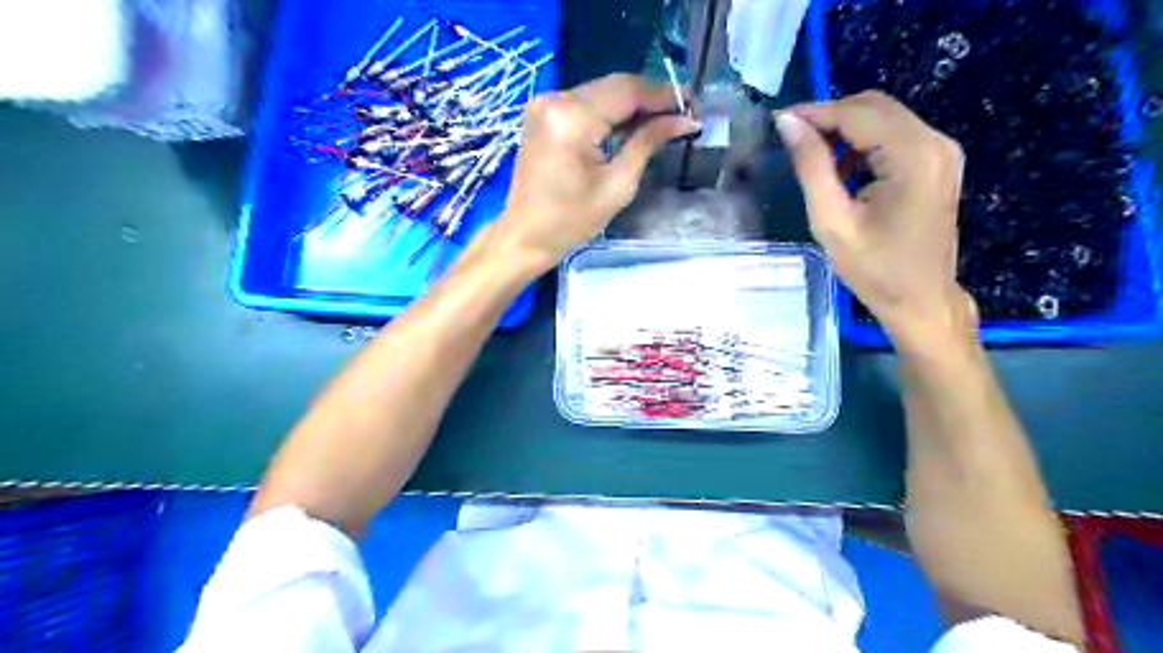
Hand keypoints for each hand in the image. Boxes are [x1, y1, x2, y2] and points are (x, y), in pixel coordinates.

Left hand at [490, 75, 698, 272]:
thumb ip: (648, 143)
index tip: (693, 108)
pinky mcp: (542, 113)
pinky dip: (610, 112)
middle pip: (615, 86)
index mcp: (572, 118)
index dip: (664, 95)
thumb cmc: (571, 221)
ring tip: (662, 123)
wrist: (524, 235)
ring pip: (601, 92)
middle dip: (651, 99)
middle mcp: (555, 99)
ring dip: (632, 106)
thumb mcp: (617, 185)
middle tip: (682, 116)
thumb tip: (683, 120)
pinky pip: (585, 103)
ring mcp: (545, 103)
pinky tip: (630, 127)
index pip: (628, 90)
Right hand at [775, 89, 973, 345]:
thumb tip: (788, 123)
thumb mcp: (832, 221)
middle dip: (830, 116)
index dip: (815, 112)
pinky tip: (842, 169)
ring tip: (812, 156)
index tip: (779, 122)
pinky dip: (864, 143)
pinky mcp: (938, 163)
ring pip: (885, 118)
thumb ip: (811, 167)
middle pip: (875, 107)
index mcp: (913, 156)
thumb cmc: (874, 269)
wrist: (921, 300)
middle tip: (793, 139)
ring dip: (846, 129)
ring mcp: (942, 152)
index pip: (857, 114)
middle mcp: (935, 142)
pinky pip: (896, 136)